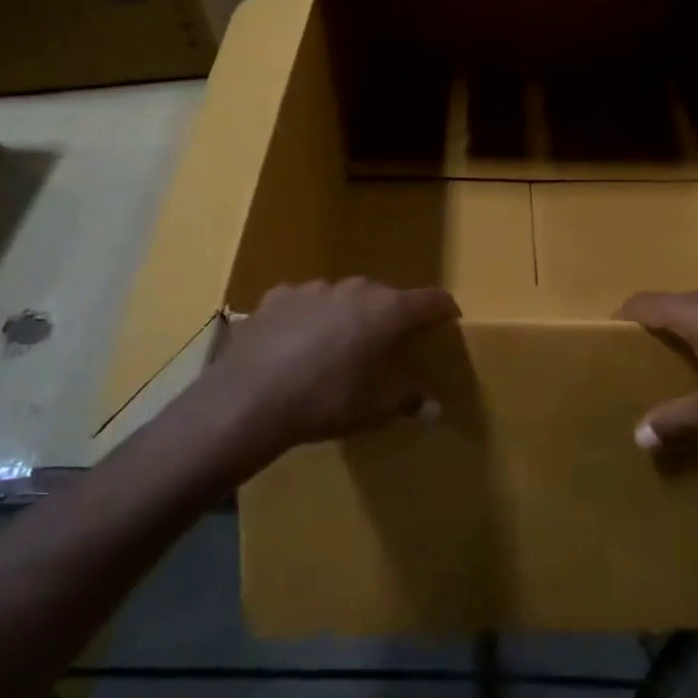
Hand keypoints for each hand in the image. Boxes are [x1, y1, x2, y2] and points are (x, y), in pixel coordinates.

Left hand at [208, 278, 459, 459]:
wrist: (248, 399)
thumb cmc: (324, 403)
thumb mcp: (372, 410)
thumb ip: (406, 400)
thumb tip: (432, 407)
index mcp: (386, 311)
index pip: (430, 300)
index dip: (443, 309)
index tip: (448, 319)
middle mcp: (354, 289)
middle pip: (385, 296)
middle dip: (391, 316)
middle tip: (387, 344)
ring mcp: (313, 287)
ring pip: (343, 296)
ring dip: (348, 315)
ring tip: (338, 346)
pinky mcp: (278, 295)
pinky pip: (306, 302)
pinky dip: (310, 317)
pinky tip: (297, 344)